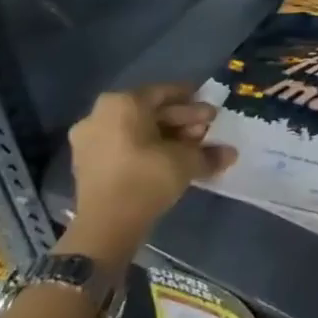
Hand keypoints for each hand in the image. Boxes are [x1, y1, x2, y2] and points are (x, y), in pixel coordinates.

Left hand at [64, 85, 235, 269]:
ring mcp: (89, 140)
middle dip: (181, 122)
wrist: (106, 225)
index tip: (211, 111)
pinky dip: (146, 150)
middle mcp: (100, 114)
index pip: (164, 93)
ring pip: (136, 130)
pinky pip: (123, 146)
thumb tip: (231, 153)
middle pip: (150, 112)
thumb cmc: (147, 178)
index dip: (192, 102)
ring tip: (192, 150)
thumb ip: (209, 153)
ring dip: (166, 137)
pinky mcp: (86, 163)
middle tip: (206, 131)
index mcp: (122, 103)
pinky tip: (170, 162)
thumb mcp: (187, 161)